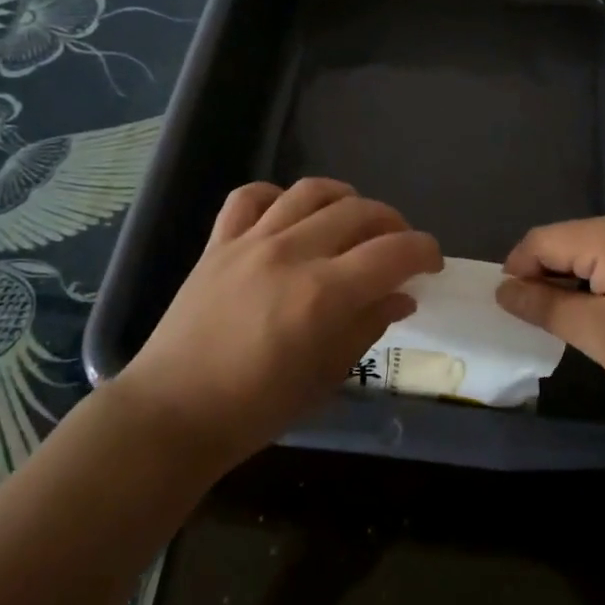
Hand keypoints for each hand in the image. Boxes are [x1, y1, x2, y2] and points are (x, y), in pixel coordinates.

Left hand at [114, 178, 441, 468]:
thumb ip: (367, 326)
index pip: (393, 253)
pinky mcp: (218, 242)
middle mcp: (291, 254)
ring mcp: (251, 242)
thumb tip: (401, 297)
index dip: (424, 250)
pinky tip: (289, 215)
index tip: (432, 262)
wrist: (172, 413)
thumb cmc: (255, 409)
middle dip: (392, 224)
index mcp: (323, 294)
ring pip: (310, 192)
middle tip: (398, 246)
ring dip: (344, 198)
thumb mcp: (325, 377)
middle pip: (359, 212)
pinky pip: (250, 196)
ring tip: (353, 220)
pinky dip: (278, 196)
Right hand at [495, 207, 604, 413]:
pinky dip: (602, 279)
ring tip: (572, 320)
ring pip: (594, 249)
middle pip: (568, 240)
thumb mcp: (597, 333)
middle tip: (540, 320)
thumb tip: (503, 289)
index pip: (543, 240)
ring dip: (574, 279)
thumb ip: (545, 306)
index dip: (518, 270)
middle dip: (547, 276)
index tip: (510, 307)